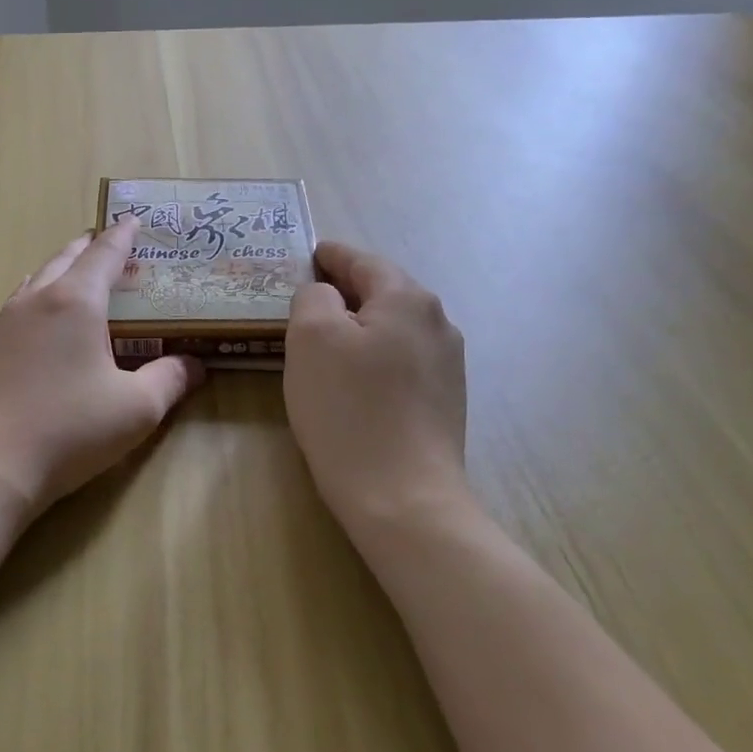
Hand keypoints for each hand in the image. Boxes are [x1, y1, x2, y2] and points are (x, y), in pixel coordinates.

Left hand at [0, 217, 205, 529]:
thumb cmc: (67, 430)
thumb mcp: (135, 410)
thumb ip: (170, 380)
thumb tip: (195, 364)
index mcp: (75, 302)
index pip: (104, 255)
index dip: (123, 236)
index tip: (133, 219)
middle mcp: (35, 302)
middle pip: (64, 259)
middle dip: (88, 247)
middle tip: (106, 242)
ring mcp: (2, 325)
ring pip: (35, 281)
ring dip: (58, 270)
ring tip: (72, 273)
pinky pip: (16, 309)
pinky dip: (36, 300)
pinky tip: (37, 322)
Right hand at [284, 241, 474, 547]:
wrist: (403, 497)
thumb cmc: (348, 409)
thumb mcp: (311, 337)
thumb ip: (314, 297)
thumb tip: (326, 295)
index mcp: (408, 299)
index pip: (363, 261)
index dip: (331, 256)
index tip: (308, 254)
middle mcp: (438, 323)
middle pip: (383, 292)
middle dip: (345, 290)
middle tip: (305, 297)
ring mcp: (447, 365)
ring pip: (392, 328)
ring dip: (359, 326)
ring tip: (323, 339)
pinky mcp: (444, 401)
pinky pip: (400, 360)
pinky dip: (373, 356)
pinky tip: (351, 379)